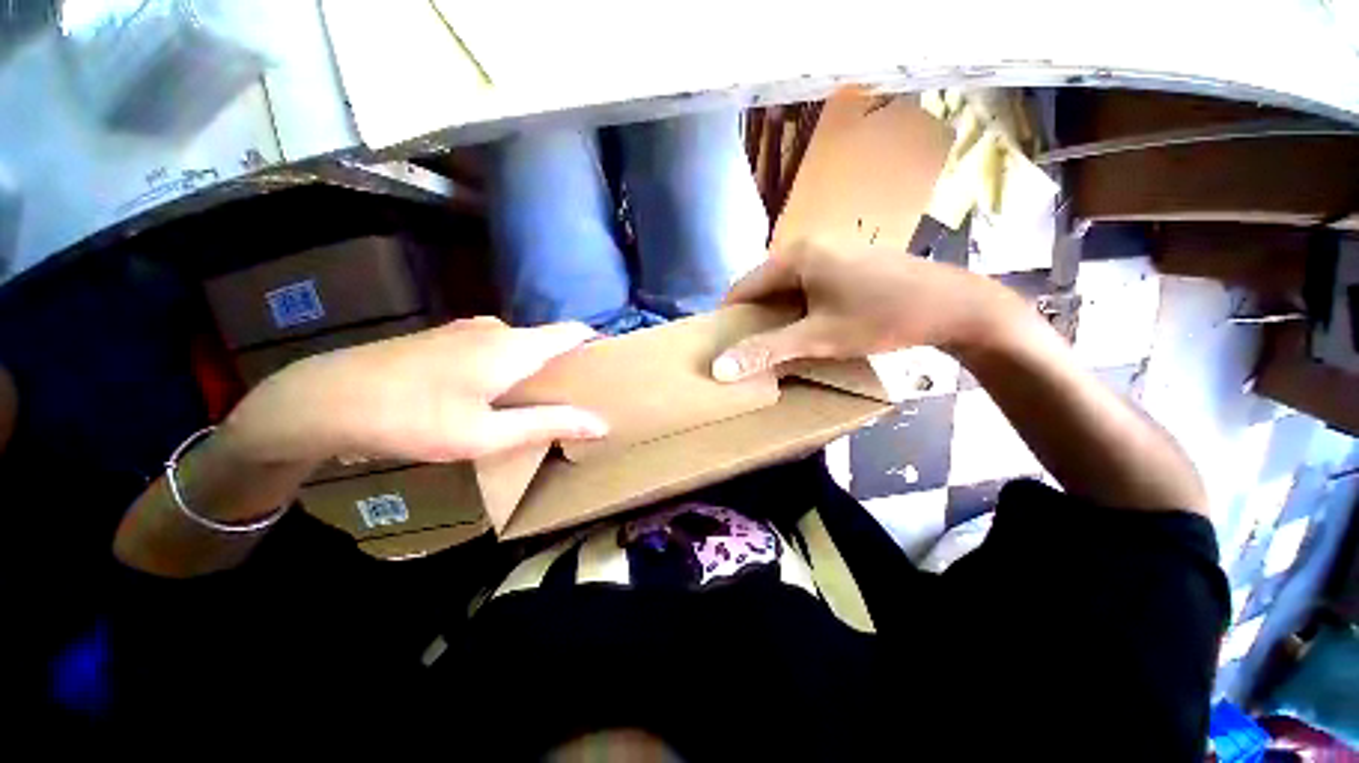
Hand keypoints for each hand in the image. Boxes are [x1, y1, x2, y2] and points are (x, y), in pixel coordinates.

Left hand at [222, 317, 608, 464]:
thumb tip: (600, 422)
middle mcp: (497, 329)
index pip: (573, 332)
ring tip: (536, 403)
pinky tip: (493, 396)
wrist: (324, 398)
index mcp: (515, 346)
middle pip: (548, 341)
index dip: (596, 345)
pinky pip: (494, 349)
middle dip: (565, 367)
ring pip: (520, 346)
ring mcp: (467, 330)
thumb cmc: (413, 418)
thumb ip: (548, 424)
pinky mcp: (445, 338)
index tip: (609, 370)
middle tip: (574, 400)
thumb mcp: (486, 434)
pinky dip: (508, 368)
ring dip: (535, 369)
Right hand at [711, 241, 1024, 380]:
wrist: (955, 306)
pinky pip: (808, 283)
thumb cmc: (881, 318)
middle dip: (753, 317)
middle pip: (764, 285)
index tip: (722, 346)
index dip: (729, 318)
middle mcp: (809, 244)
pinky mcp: (848, 261)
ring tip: (773, 343)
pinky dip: (798, 306)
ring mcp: (831, 250)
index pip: (742, 287)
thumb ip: (766, 351)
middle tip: (748, 350)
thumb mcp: (818, 338)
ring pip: (786, 285)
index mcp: (795, 256)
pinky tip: (806, 327)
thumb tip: (718, 368)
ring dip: (776, 314)